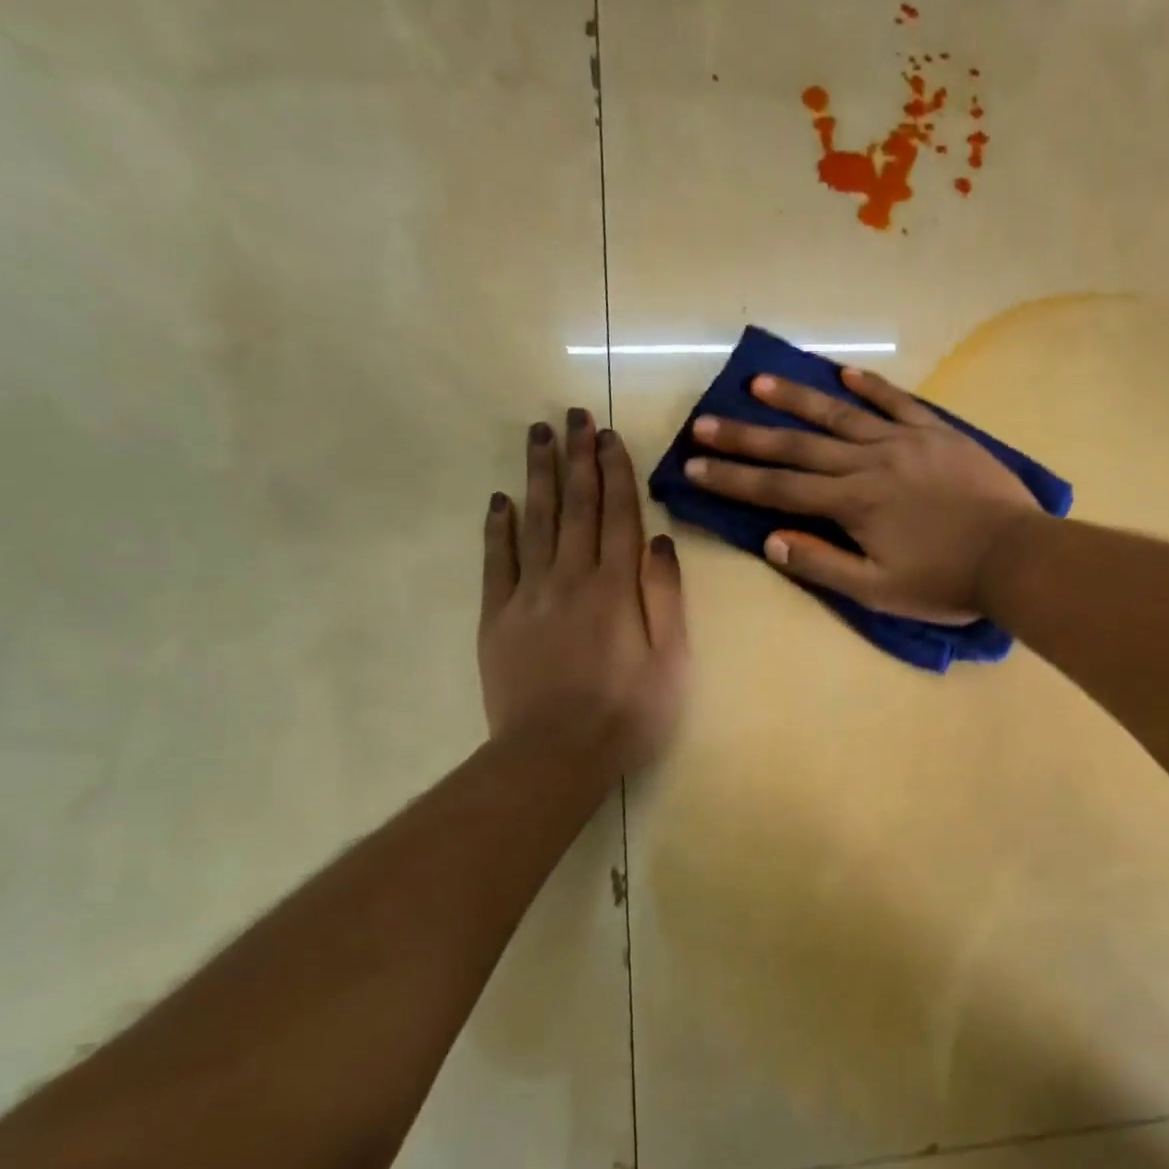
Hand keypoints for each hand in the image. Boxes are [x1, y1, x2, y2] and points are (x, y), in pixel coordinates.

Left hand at [479, 407, 687, 777]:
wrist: (555, 754)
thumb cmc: (628, 712)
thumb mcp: (671, 659)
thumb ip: (665, 596)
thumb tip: (659, 541)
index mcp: (616, 586)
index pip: (617, 514)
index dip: (614, 471)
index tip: (608, 434)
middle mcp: (571, 577)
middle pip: (575, 506)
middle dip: (576, 457)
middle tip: (572, 414)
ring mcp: (529, 595)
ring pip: (534, 522)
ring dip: (538, 476)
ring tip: (538, 435)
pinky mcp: (498, 617)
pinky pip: (497, 561)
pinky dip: (498, 527)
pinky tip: (500, 500)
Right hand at [684, 367, 1041, 621]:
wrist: (1015, 556)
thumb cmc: (945, 583)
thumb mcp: (878, 590)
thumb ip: (823, 564)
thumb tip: (771, 542)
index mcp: (852, 504)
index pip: (779, 490)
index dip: (733, 480)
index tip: (693, 466)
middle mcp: (869, 463)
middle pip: (798, 447)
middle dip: (747, 437)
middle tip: (705, 422)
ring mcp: (905, 442)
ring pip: (840, 414)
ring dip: (797, 399)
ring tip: (759, 384)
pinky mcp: (938, 433)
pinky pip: (897, 401)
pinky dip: (869, 385)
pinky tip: (844, 370)